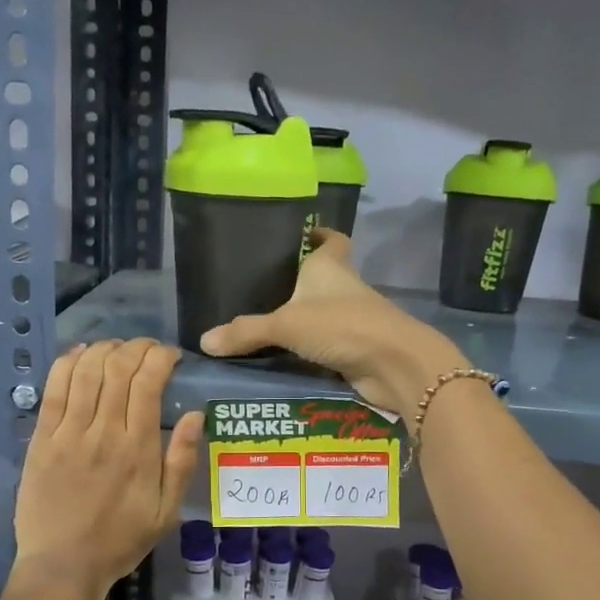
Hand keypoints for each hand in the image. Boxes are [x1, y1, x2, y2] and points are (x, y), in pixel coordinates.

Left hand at [14, 339, 204, 599]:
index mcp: (138, 449)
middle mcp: (104, 432)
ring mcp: (68, 433)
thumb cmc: (120, 541)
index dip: (160, 357)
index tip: (170, 356)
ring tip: (117, 348)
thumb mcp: (166, 512)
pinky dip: (67, 363)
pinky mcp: (41, 439)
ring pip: (86, 371)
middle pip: (118, 368)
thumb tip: (196, 415)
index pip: (149, 382)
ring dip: (104, 349)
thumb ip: (181, 462)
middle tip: (147, 349)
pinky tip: (80, 353)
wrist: (63, 566)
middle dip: (136, 347)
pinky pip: (54, 389)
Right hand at [199, 231, 466, 413]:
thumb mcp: (286, 324)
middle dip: (299, 284)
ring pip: (323, 315)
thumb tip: (204, 341)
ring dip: (302, 322)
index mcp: (331, 267)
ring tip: (262, 328)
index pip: (330, 239)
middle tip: (263, 290)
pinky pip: (325, 347)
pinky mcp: (356, 349)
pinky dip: (308, 353)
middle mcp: (344, 288)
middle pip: (324, 278)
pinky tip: (282, 361)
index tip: (301, 235)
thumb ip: (246, 332)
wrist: (394, 364)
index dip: (318, 235)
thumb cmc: (342, 325)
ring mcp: (353, 320)